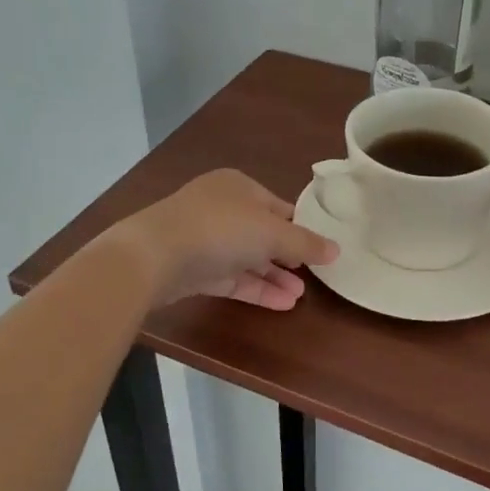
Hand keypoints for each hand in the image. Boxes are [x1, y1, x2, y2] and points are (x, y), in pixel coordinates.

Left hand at [105, 169, 338, 310]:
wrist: (153, 256)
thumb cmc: (220, 229)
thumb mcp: (271, 233)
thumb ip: (305, 243)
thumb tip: (336, 249)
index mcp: (239, 186)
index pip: (278, 206)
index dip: (300, 227)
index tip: (320, 249)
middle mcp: (221, 208)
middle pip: (262, 233)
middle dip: (288, 256)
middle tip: (312, 277)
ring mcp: (204, 239)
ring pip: (246, 258)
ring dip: (274, 276)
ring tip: (300, 297)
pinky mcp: (193, 269)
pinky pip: (232, 278)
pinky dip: (255, 289)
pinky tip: (282, 304)